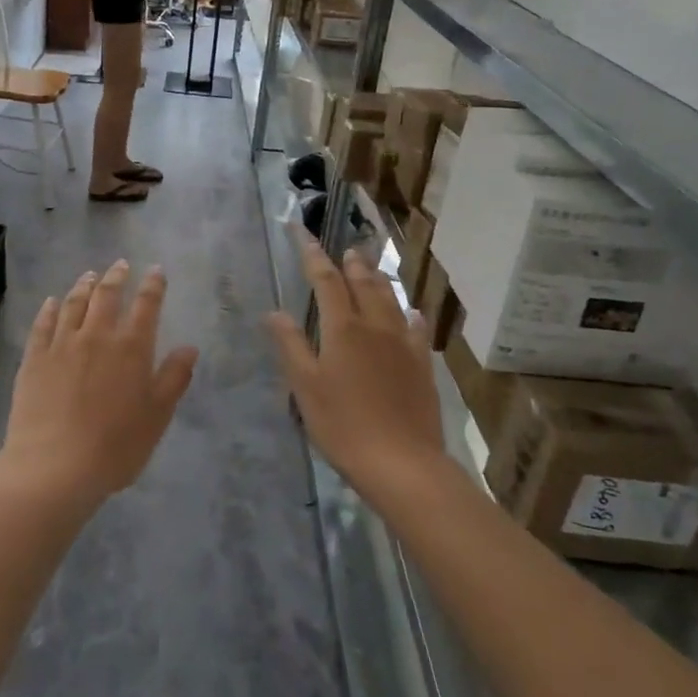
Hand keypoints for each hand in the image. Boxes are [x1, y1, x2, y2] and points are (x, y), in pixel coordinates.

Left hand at [0, 261, 198, 514]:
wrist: (54, 466)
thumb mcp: (157, 416)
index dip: (153, 285)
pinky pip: (42, 324)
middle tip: (120, 264)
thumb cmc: (115, 446)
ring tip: (89, 275)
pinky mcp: (34, 358)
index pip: (146, 305)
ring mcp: (62, 344)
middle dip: (116, 277)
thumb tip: (189, 347)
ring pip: (73, 303)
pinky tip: (51, 302)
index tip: (156, 270)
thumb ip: (174, 378)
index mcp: (132, 347)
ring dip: (84, 286)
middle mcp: (97, 336)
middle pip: (107, 295)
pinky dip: (49, 308)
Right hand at [266, 230, 443, 506]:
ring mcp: (403, 344)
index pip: (326, 280)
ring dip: (379, 280)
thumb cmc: (343, 425)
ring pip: (391, 300)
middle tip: (346, 249)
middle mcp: (375, 326)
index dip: (313, 255)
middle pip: (363, 283)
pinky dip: (409, 314)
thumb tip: (274, 312)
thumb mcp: (305, 387)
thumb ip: (290, 345)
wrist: (402, 463)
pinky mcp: (423, 365)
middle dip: (351, 263)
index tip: (303, 233)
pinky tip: (411, 314)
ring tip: (371, 269)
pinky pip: (416, 328)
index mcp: (343, 328)